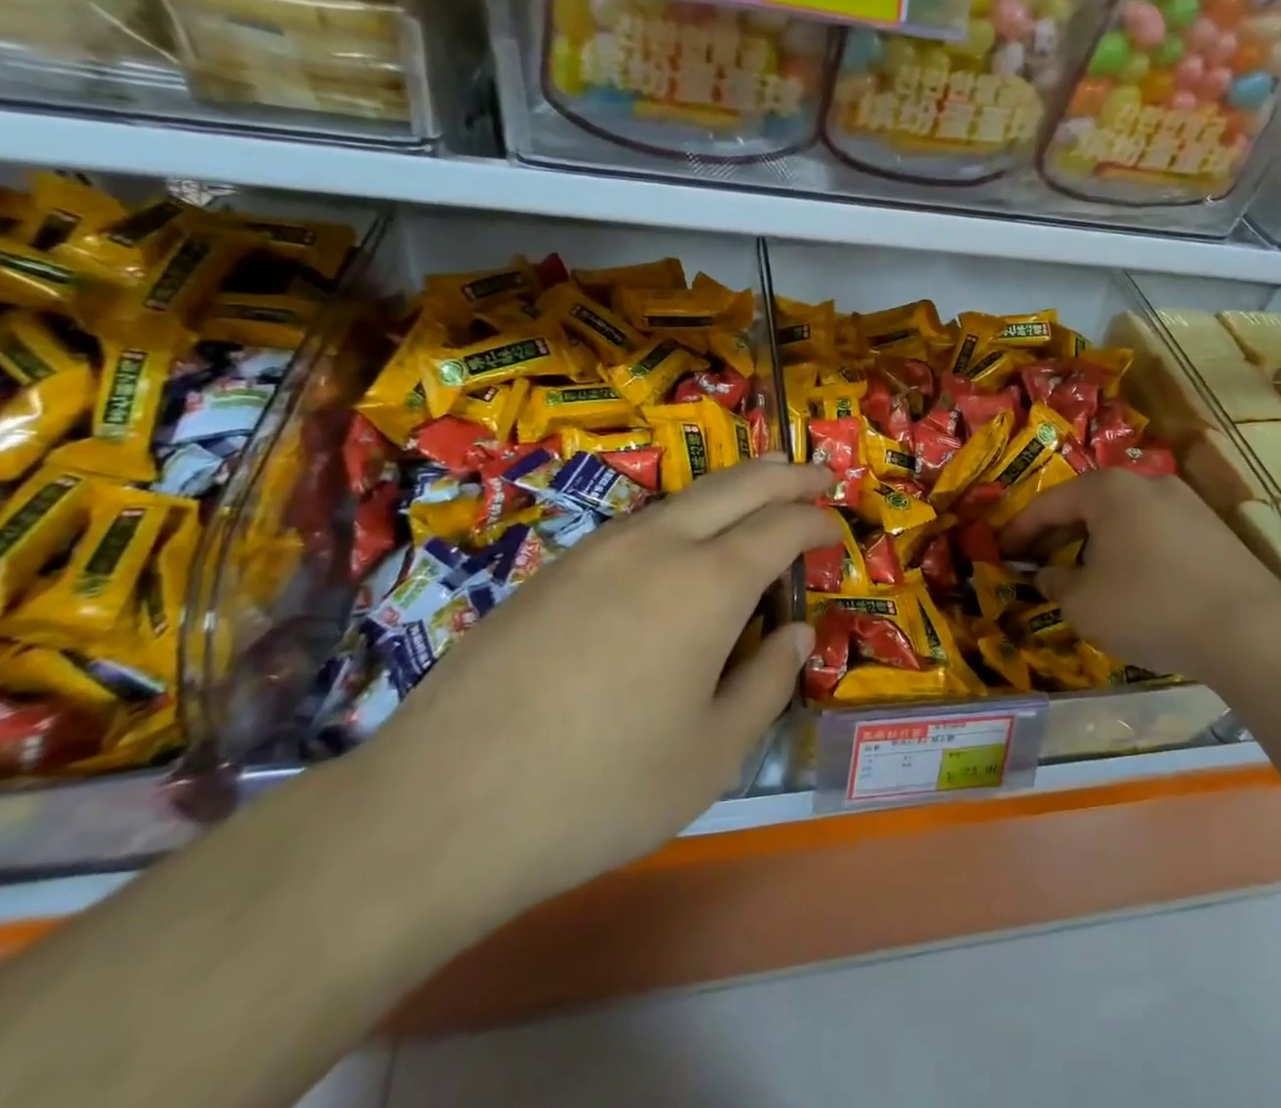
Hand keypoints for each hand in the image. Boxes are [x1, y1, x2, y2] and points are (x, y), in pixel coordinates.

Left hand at [353, 456, 838, 915]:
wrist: (443, 805)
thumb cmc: (600, 788)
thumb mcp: (711, 755)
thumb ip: (767, 683)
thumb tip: (796, 633)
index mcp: (708, 585)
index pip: (781, 527)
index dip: (817, 522)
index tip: (837, 530)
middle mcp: (657, 546)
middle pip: (737, 486)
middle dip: (785, 475)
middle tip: (818, 475)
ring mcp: (598, 550)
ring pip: (683, 496)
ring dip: (732, 487)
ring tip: (759, 487)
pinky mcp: (555, 569)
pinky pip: (639, 524)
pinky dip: (682, 515)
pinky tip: (681, 542)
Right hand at [1000, 468, 1280, 681]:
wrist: (1251, 630)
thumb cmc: (1149, 606)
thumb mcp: (1083, 603)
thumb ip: (1054, 584)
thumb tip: (1045, 575)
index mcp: (1108, 489)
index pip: (1048, 503)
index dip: (1019, 530)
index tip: (1000, 552)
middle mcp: (1147, 482)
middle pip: (1087, 505)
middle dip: (1057, 535)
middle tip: (1035, 562)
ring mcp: (1186, 502)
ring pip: (1122, 518)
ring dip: (1094, 543)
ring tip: (1080, 575)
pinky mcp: (1213, 529)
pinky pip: (1153, 532)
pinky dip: (1129, 551)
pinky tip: (1129, 583)